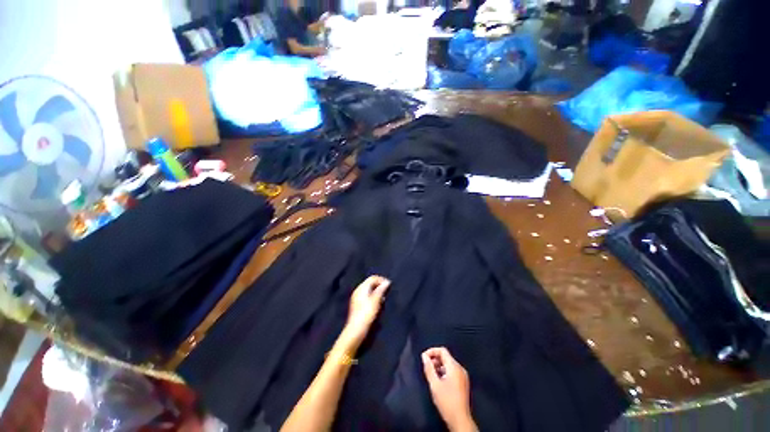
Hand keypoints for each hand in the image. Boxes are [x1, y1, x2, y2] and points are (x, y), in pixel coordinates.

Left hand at [341, 276, 389, 348]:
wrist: (356, 331)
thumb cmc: (366, 315)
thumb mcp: (375, 301)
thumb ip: (381, 290)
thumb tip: (387, 282)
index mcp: (361, 288)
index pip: (372, 278)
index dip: (381, 280)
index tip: (389, 285)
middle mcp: (358, 291)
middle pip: (370, 283)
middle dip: (379, 285)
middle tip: (387, 291)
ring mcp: (357, 298)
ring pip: (369, 290)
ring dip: (377, 292)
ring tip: (384, 298)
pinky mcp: (358, 305)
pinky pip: (367, 296)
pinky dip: (373, 297)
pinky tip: (378, 304)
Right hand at [422, 347, 477, 431]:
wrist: (460, 420)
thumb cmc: (446, 401)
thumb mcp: (434, 384)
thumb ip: (429, 368)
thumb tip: (424, 356)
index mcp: (454, 367)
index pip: (442, 351)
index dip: (432, 351)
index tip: (423, 358)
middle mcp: (460, 368)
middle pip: (446, 357)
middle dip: (435, 359)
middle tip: (426, 367)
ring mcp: (463, 376)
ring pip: (449, 364)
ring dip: (439, 366)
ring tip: (431, 374)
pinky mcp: (463, 383)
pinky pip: (452, 371)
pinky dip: (444, 371)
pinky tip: (438, 380)